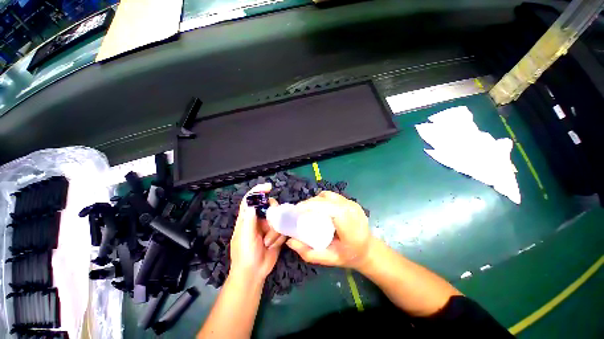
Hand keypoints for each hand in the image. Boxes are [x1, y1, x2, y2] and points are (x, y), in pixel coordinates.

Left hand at [229, 183, 286, 281]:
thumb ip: (249, 220)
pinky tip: (273, 245)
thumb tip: (253, 203)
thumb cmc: (245, 254)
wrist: (255, 273)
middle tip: (269, 227)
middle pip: (269, 206)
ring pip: (278, 217)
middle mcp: (258, 219)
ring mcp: (268, 226)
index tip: (268, 187)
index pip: (251, 199)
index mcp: (247, 218)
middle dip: (272, 215)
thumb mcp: (244, 237)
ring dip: (275, 231)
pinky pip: (283, 228)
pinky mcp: (277, 233)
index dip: (258, 191)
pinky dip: (279, 237)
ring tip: (268, 243)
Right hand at [286, 191, 373, 269]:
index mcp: (349, 224)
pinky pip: (332, 196)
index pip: (328, 207)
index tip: (297, 210)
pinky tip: (318, 207)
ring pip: (328, 195)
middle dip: (310, 203)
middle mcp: (351, 209)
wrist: (369, 250)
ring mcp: (352, 203)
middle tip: (299, 212)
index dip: (311, 205)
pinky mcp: (351, 201)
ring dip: (316, 200)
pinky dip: (322, 199)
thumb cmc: (350, 256)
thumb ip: (309, 253)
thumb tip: (290, 241)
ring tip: (307, 209)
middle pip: (326, 199)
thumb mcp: (329, 259)